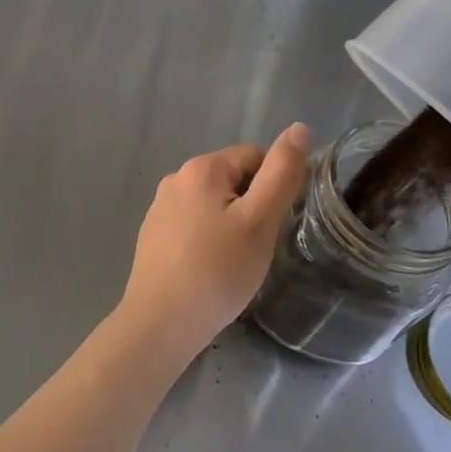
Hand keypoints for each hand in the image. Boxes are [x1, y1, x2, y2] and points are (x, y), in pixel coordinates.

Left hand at [118, 125, 309, 360]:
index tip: (271, 226)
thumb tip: (298, 128)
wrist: (161, 323)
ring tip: (233, 263)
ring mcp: (159, 209)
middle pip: (232, 181)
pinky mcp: (152, 236)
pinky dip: (207, 242)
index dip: (272, 189)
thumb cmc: (217, 271)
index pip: (254, 157)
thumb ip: (281, 174)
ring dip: (230, 226)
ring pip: (213, 206)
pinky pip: (193, 227)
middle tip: (254, 248)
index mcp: (201, 168)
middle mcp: (174, 180)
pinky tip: (209, 272)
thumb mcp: (259, 221)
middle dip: (250, 209)